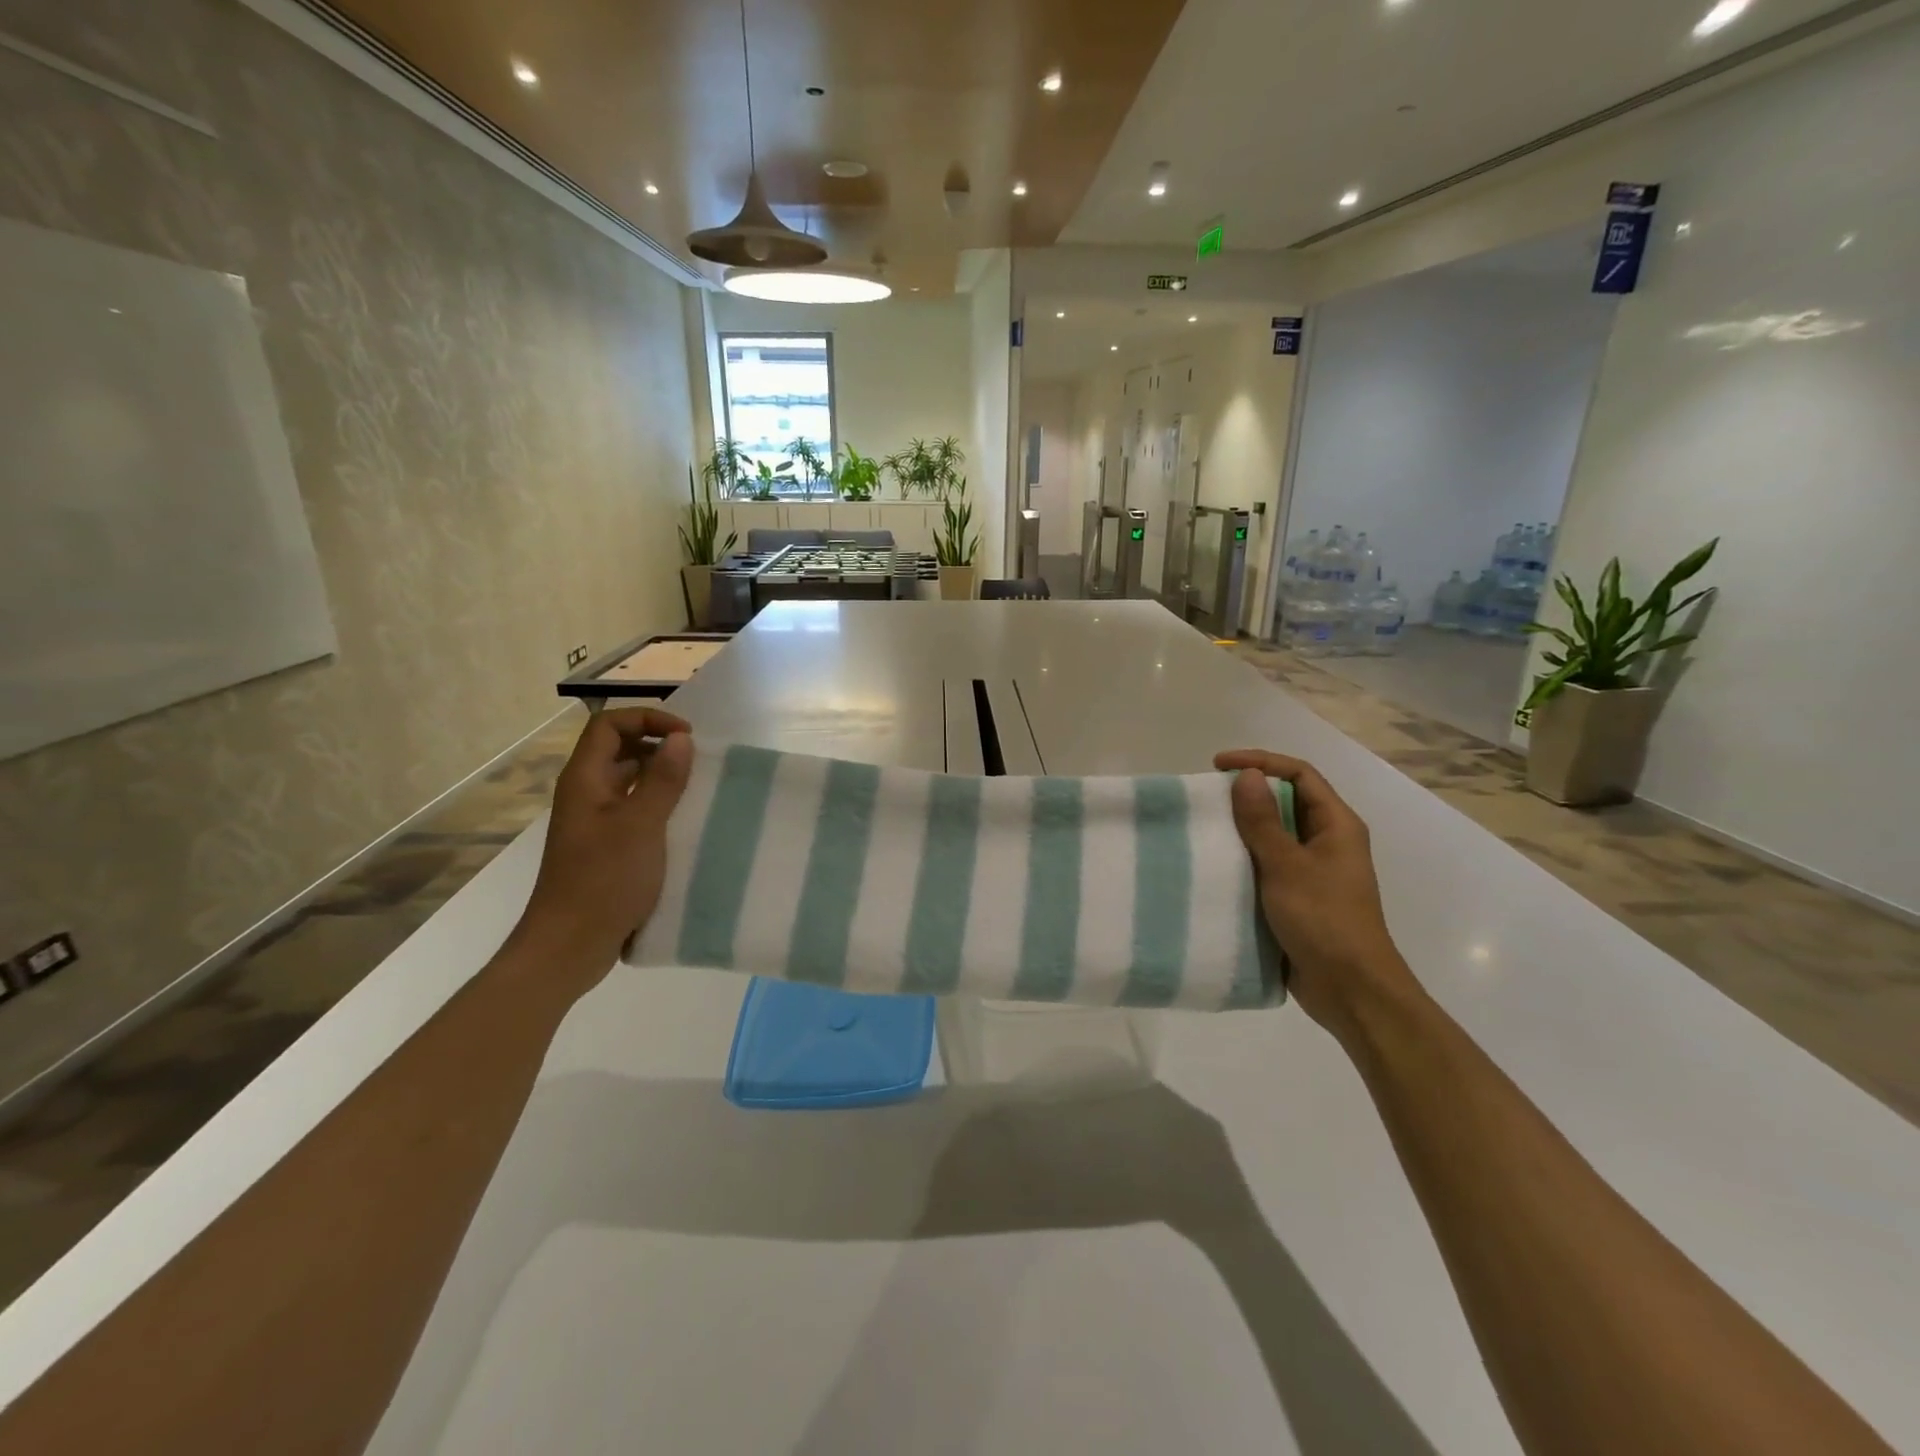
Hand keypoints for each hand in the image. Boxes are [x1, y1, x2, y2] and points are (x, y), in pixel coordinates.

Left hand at [511, 708, 693, 989]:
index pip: (609, 724)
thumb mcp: (641, 825)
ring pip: (630, 782)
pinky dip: (660, 806)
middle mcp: (586, 794)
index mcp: (585, 780)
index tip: (687, 736)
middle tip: (699, 761)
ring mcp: (595, 822)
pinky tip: (686, 823)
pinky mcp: (606, 847)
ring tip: (699, 789)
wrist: (570, 946)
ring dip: (663, 777)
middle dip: (659, 745)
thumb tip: (681, 737)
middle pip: (619, 749)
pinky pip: (635, 811)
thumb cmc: (604, 880)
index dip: (648, 718)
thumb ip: (663, 779)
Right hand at [1213, 749, 1421, 1043]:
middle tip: (1206, 798)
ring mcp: (1313, 872)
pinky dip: (1242, 860)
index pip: (1299, 774)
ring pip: (1273, 836)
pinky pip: (1266, 866)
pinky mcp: (1297, 898)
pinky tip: (1214, 867)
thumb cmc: (1324, 920)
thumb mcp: (1287, 866)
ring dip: (1241, 829)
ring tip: (1203, 829)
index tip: (1218, 766)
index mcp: (1336, 825)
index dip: (1260, 762)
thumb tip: (1246, 775)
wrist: (1351, 991)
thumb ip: (1263, 821)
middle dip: (1247, 795)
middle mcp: (1327, 842)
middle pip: (1286, 802)